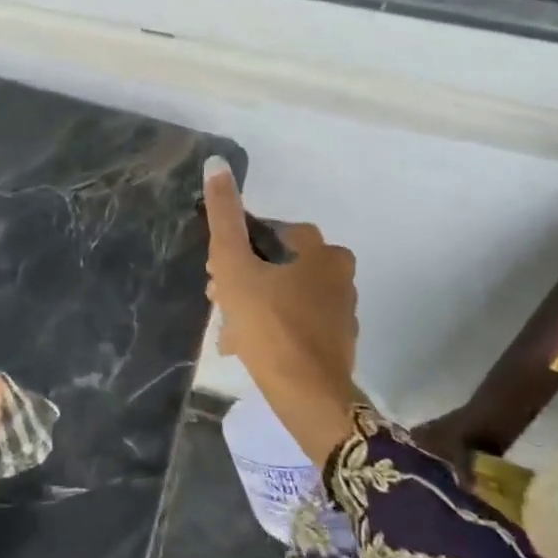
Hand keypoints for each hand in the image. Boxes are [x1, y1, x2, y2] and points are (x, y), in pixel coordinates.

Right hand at [203, 157, 359, 465]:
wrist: (308, 394)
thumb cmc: (268, 323)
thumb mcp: (233, 265)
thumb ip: (223, 216)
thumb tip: (216, 163)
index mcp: (318, 248)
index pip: (264, 233)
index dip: (234, 251)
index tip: (216, 276)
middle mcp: (338, 270)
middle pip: (274, 263)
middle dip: (242, 280)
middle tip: (219, 303)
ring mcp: (342, 306)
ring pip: (284, 291)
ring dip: (254, 303)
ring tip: (230, 331)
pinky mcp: (339, 337)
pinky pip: (297, 318)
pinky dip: (273, 325)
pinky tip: (250, 345)